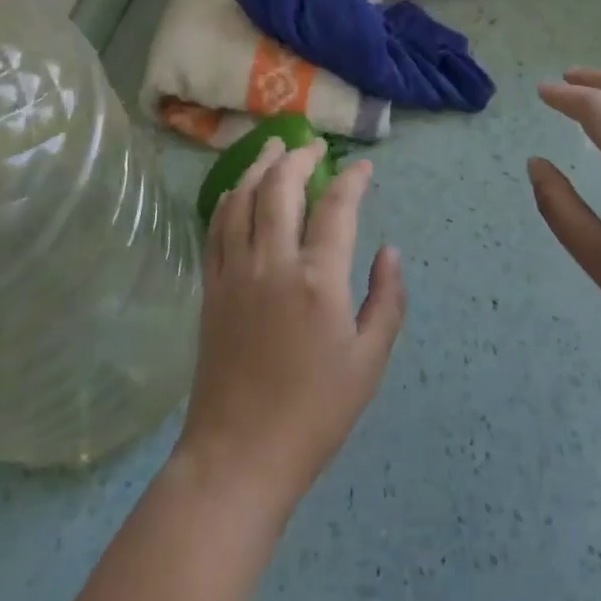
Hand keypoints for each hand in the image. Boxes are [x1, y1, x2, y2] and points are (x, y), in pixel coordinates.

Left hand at [175, 139, 405, 521]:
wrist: (239, 454)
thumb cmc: (315, 413)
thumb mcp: (369, 362)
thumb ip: (386, 300)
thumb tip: (389, 252)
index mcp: (318, 280)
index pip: (336, 207)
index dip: (352, 180)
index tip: (364, 168)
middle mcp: (272, 263)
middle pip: (280, 188)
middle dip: (299, 158)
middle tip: (314, 146)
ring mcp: (234, 272)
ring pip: (242, 199)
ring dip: (259, 167)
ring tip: (274, 149)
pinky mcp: (210, 287)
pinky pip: (216, 227)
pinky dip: (230, 199)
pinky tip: (239, 191)